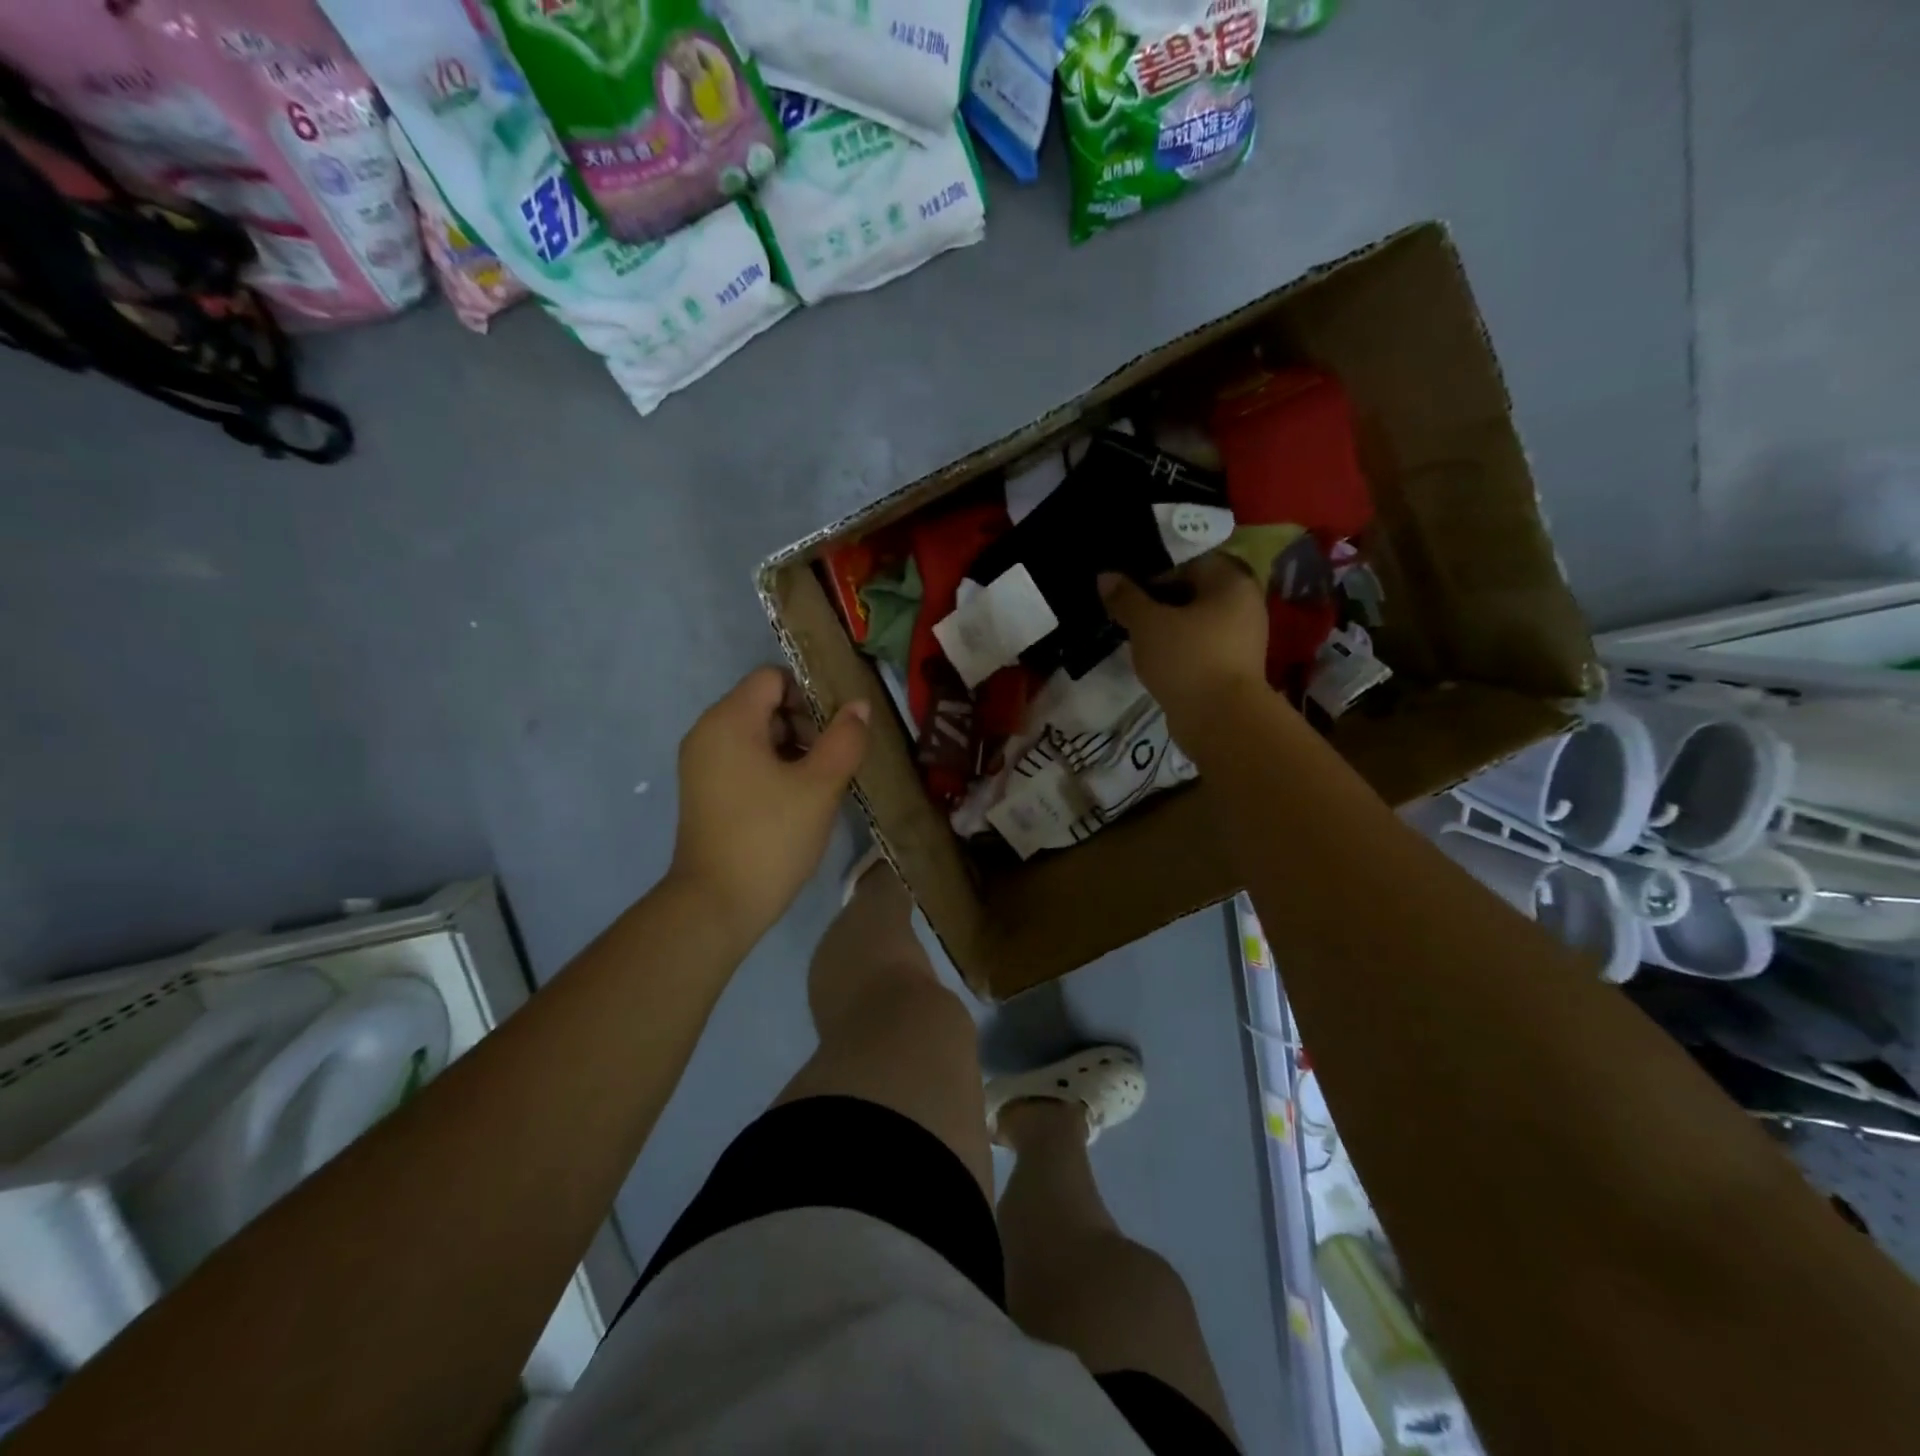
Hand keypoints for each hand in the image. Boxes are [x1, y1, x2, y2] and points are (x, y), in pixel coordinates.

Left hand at [669, 667, 869, 938]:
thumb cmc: (770, 837)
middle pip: (764, 703)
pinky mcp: (705, 791)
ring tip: (821, 784)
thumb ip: (845, 739)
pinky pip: (744, 760)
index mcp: (729, 720)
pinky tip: (797, 800)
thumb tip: (858, 706)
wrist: (716, 905)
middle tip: (834, 761)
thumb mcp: (820, 786)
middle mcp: (707, 732)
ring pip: (757, 734)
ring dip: (794, 748)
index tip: (838, 729)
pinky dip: (773, 768)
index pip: (773, 677)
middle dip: (805, 723)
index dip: (811, 694)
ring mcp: (702, 764)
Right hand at [1102, 555, 1268, 729]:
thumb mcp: (1147, 624)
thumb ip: (1125, 597)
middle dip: (1159, 601)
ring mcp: (1243, 637)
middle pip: (1193, 591)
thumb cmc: (1186, 659)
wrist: (1221, 720)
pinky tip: (1156, 659)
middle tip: (1128, 614)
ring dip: (1168, 626)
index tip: (1127, 592)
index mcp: (1231, 580)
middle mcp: (1245, 602)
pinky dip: (1180, 648)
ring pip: (1196, 620)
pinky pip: (1201, 645)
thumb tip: (1105, 576)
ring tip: (1137, 638)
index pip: (1188, 561)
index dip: (1153, 573)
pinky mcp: (1235, 666)